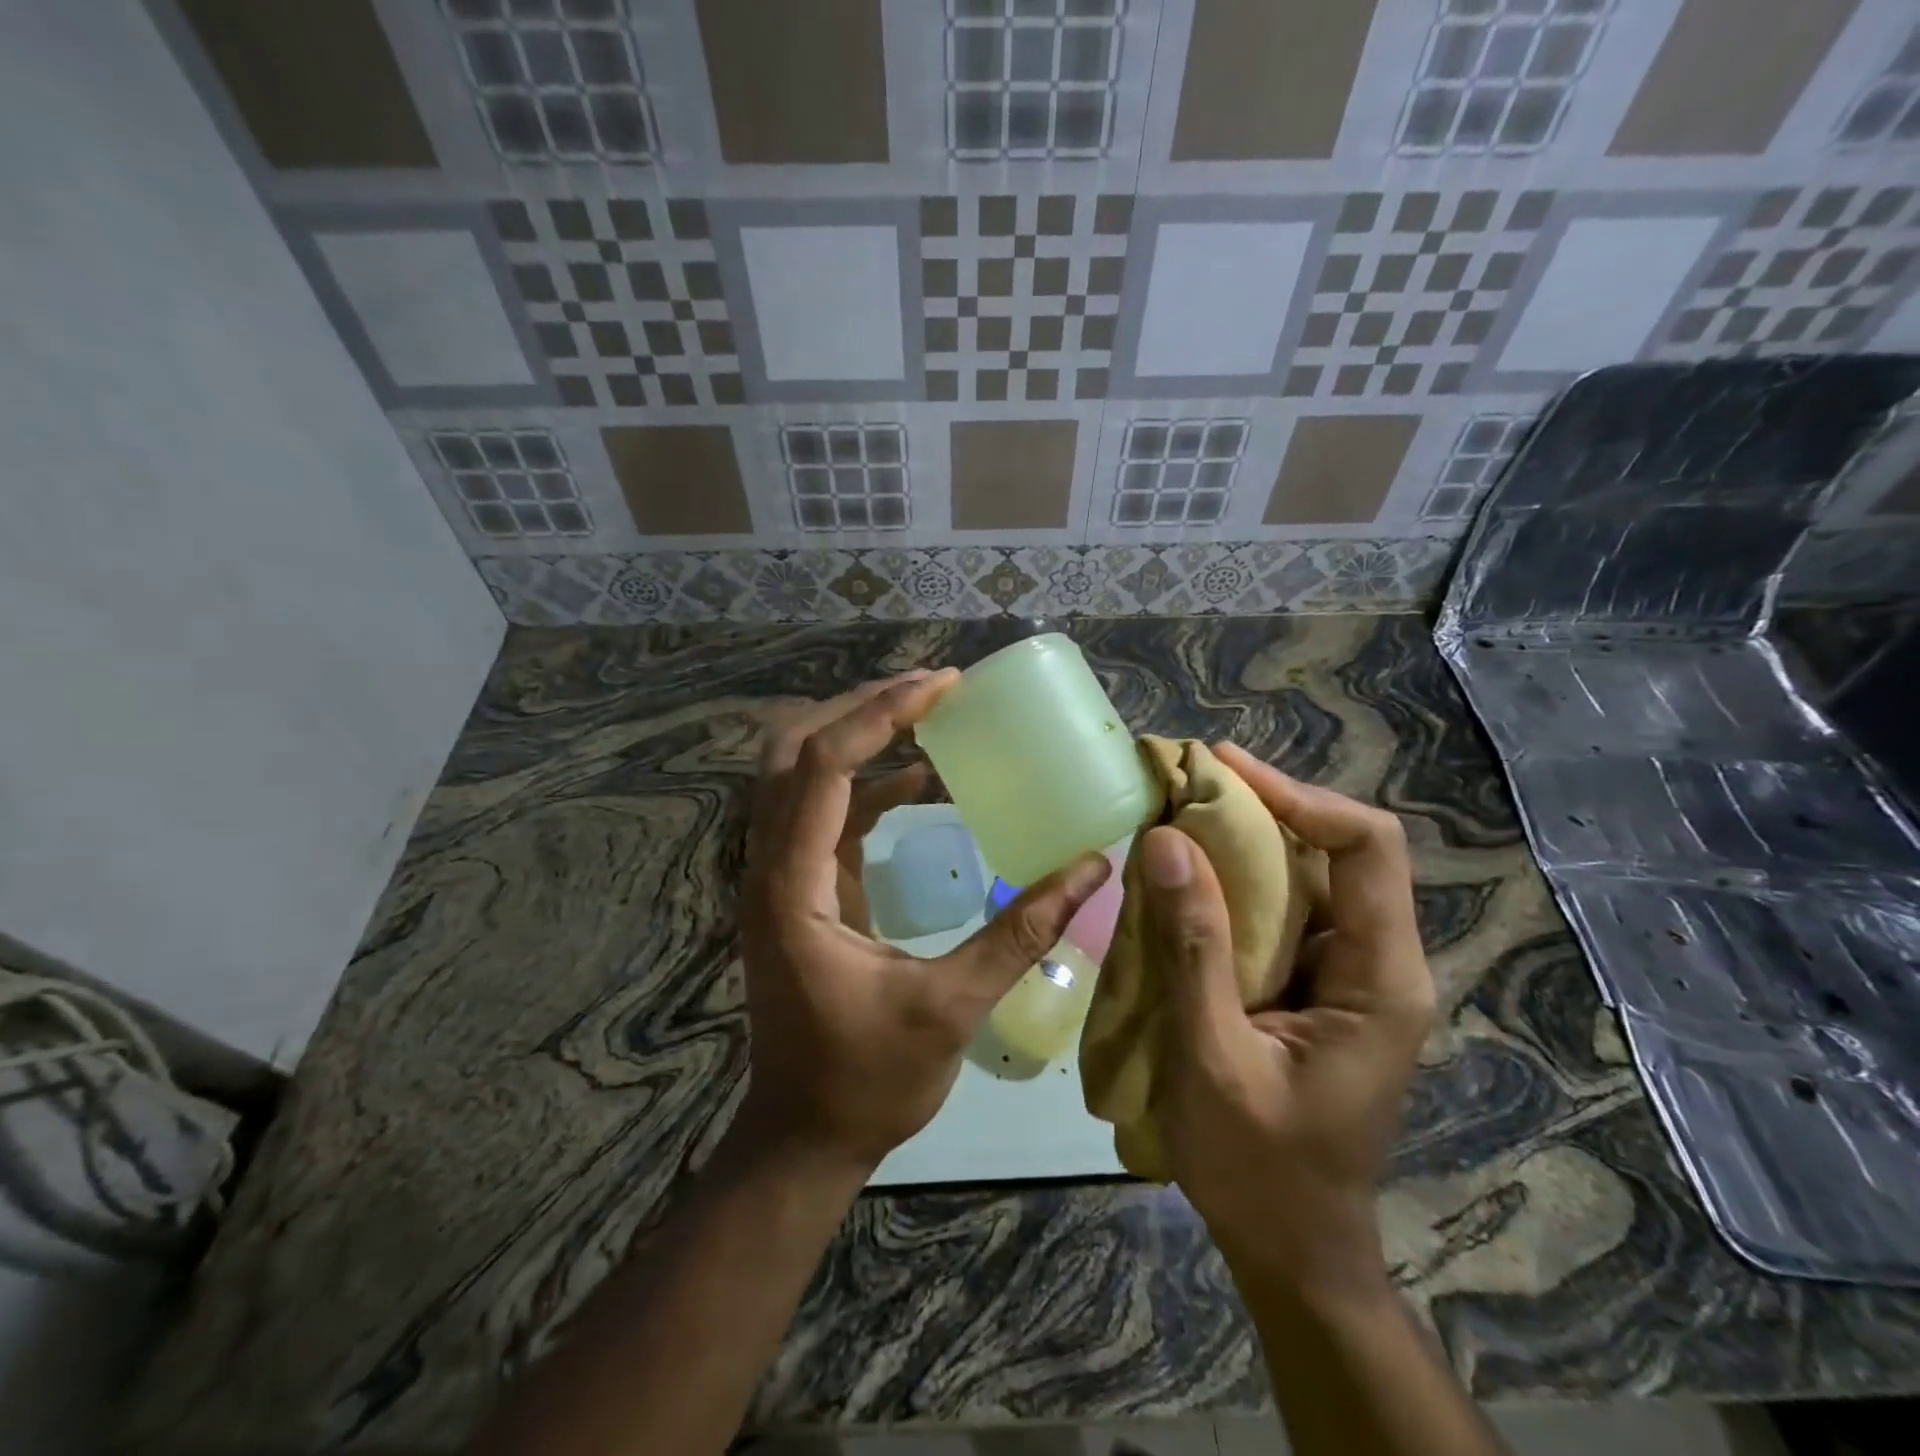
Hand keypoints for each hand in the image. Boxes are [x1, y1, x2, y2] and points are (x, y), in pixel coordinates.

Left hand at [738, 671, 1112, 1173]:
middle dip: (861, 710)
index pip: (823, 766)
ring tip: (929, 717)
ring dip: (861, 739)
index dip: (882, 716)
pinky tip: (920, 782)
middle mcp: (772, 866)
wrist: (803, 1139)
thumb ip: (1021, 933)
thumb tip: (1092, 870)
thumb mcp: (952, 1007)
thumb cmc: (867, 1081)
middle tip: (931, 692)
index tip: (943, 687)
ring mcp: (781, 876)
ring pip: (802, 774)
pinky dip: (868, 785)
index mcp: (794, 886)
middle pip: (795, 750)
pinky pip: (825, 812)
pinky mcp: (801, 889)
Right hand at [1142, 743, 1434, 1298]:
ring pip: (1306, 878)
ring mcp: (1348, 976)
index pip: (1367, 846)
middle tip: (1184, 786)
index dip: (1299, 796)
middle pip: (1337, 850)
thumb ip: (1193, 946)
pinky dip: (1232, 886)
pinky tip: (1183, 881)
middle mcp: (1377, 963)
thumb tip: (1168, 841)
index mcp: (1380, 978)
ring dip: (1242, 844)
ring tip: (1175, 819)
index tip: (1224, 772)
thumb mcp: (1212, 1055)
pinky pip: (1281, 914)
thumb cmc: (1258, 1167)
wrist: (1294, 1250)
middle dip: (1262, 808)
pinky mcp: (1316, 989)